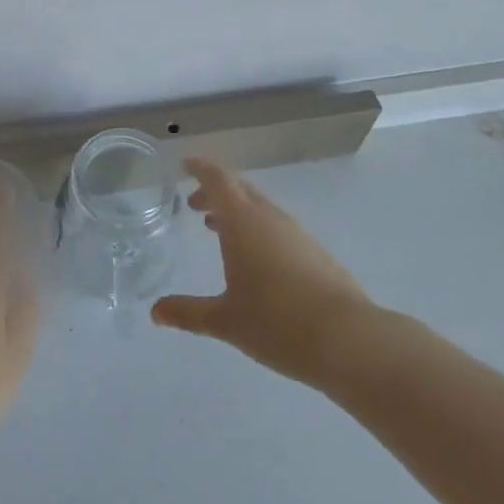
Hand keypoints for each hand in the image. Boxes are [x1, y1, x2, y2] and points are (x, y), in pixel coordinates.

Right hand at [152, 158, 376, 385]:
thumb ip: (188, 313)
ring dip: (237, 212)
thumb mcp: (225, 320)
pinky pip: (277, 226)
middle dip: (214, 192)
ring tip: (218, 230)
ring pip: (260, 207)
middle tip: (194, 205)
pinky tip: (256, 260)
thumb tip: (155, 312)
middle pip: (239, 189)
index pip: (218, 179)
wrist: (348, 339)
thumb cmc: (277, 323)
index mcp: (242, 222)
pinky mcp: (315, 251)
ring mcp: (296, 233)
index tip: (185, 164)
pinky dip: (257, 229)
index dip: (200, 169)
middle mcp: (269, 217)